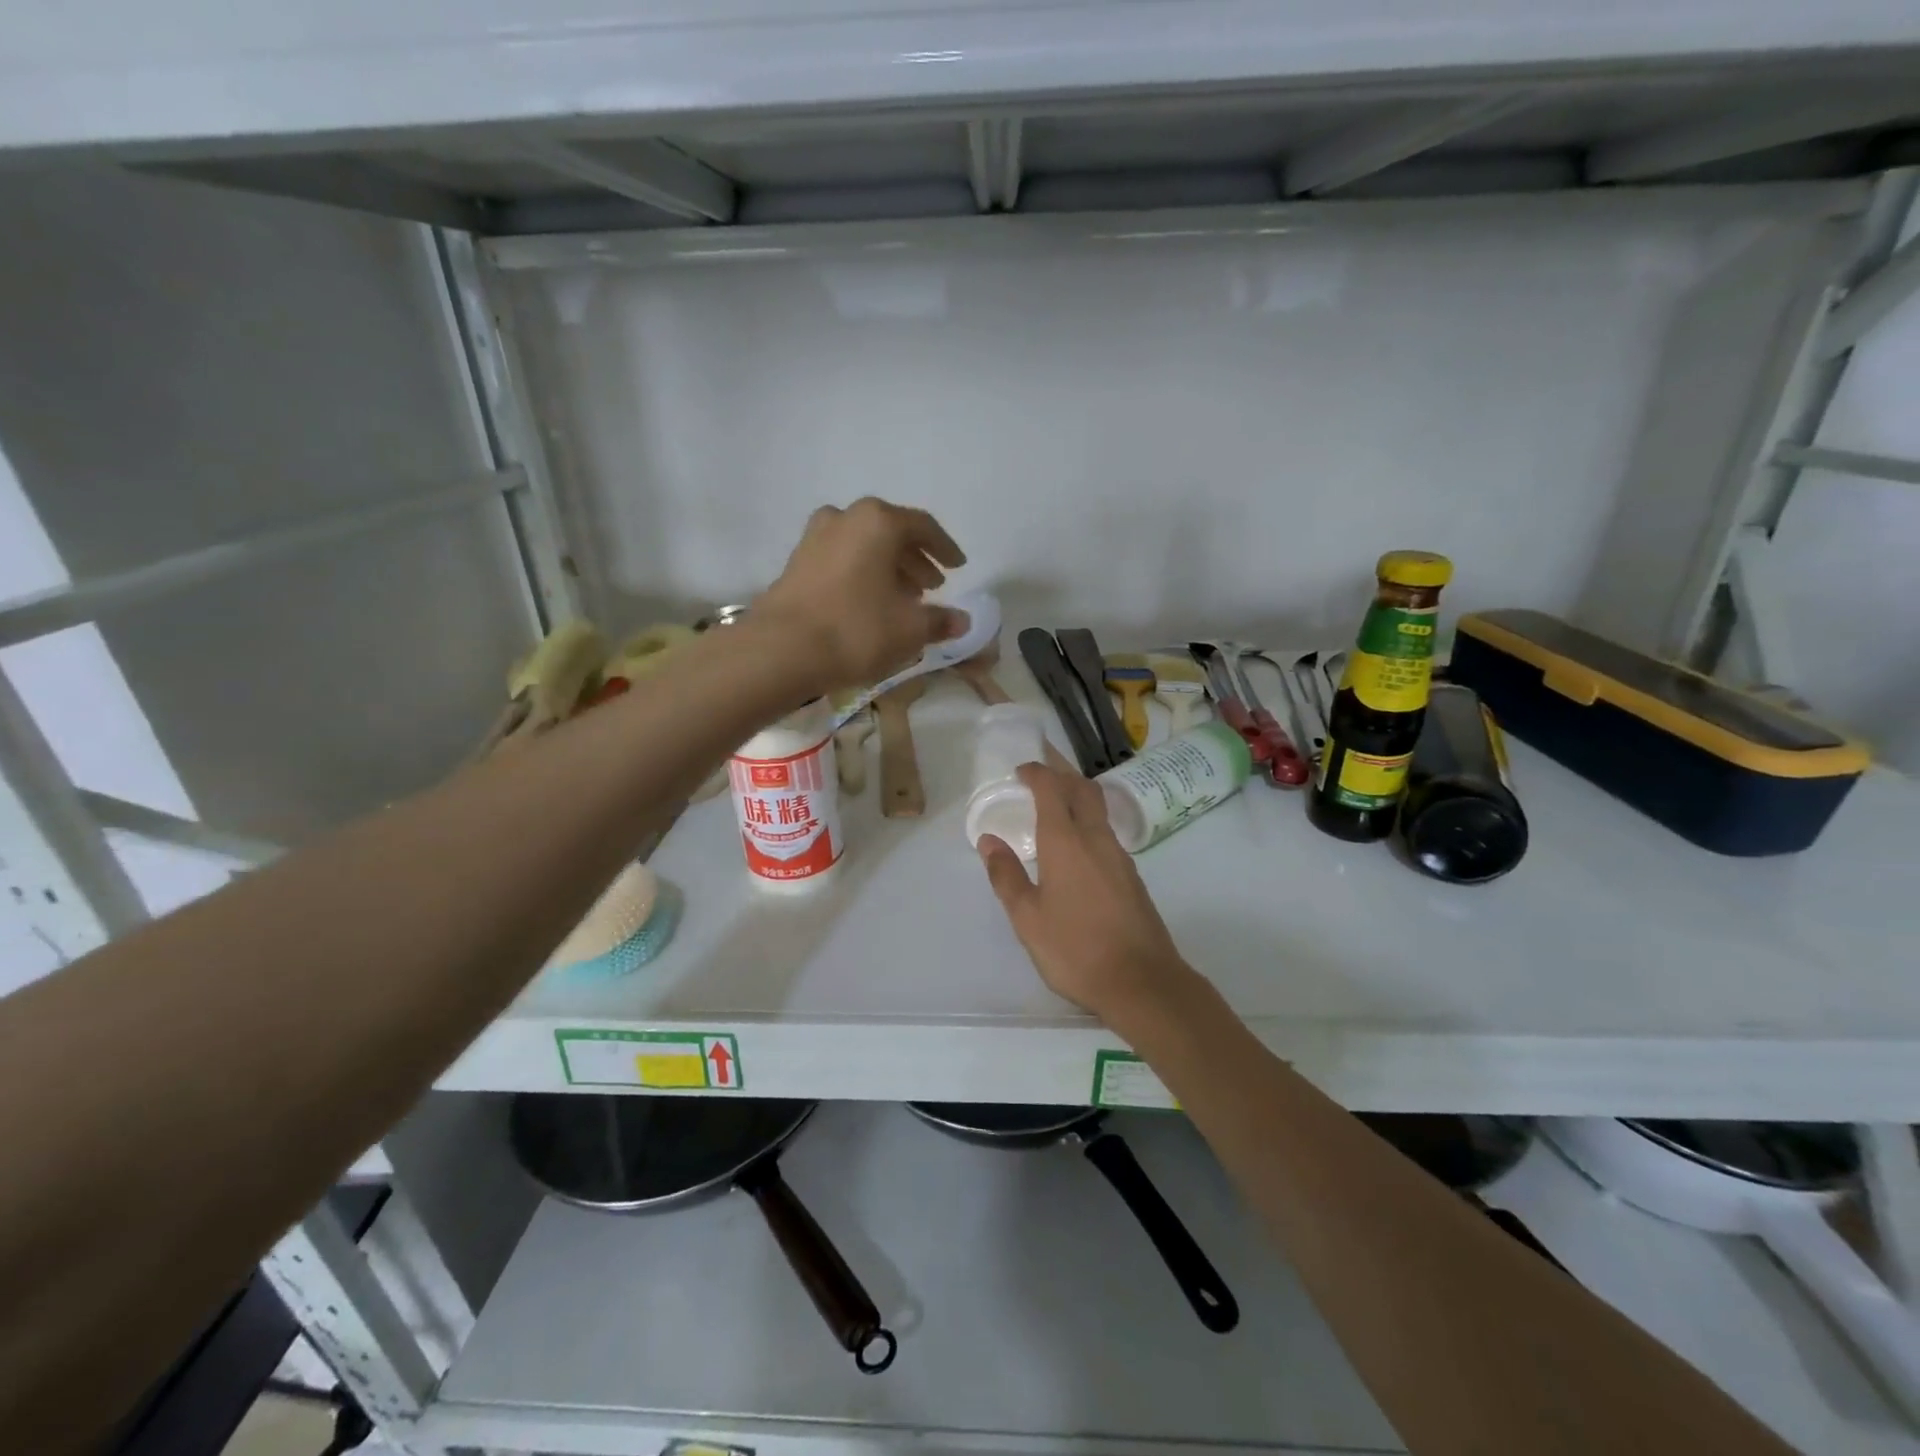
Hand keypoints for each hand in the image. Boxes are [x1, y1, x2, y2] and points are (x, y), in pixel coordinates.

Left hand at [756, 498, 967, 691]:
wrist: (781, 649)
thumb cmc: (856, 630)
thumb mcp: (909, 629)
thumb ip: (940, 621)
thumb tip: (962, 621)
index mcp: (878, 521)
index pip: (923, 527)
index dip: (944, 548)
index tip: (958, 567)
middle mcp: (845, 518)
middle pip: (890, 533)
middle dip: (914, 560)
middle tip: (931, 587)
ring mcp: (815, 538)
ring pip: (863, 546)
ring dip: (887, 568)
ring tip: (902, 598)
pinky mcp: (796, 563)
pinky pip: (841, 560)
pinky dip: (861, 574)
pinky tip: (868, 603)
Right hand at [978, 762, 1193, 1022]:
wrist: (1142, 982)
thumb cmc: (1075, 949)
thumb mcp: (1027, 918)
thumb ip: (1006, 876)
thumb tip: (989, 841)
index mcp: (1066, 842)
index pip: (1052, 789)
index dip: (1036, 772)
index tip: (1021, 771)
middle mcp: (1096, 839)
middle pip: (1083, 789)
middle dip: (1062, 773)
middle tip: (1040, 773)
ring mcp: (1120, 857)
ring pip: (1099, 810)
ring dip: (1077, 797)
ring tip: (1055, 806)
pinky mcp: (1132, 877)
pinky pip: (1106, 834)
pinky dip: (1088, 823)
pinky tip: (1077, 848)